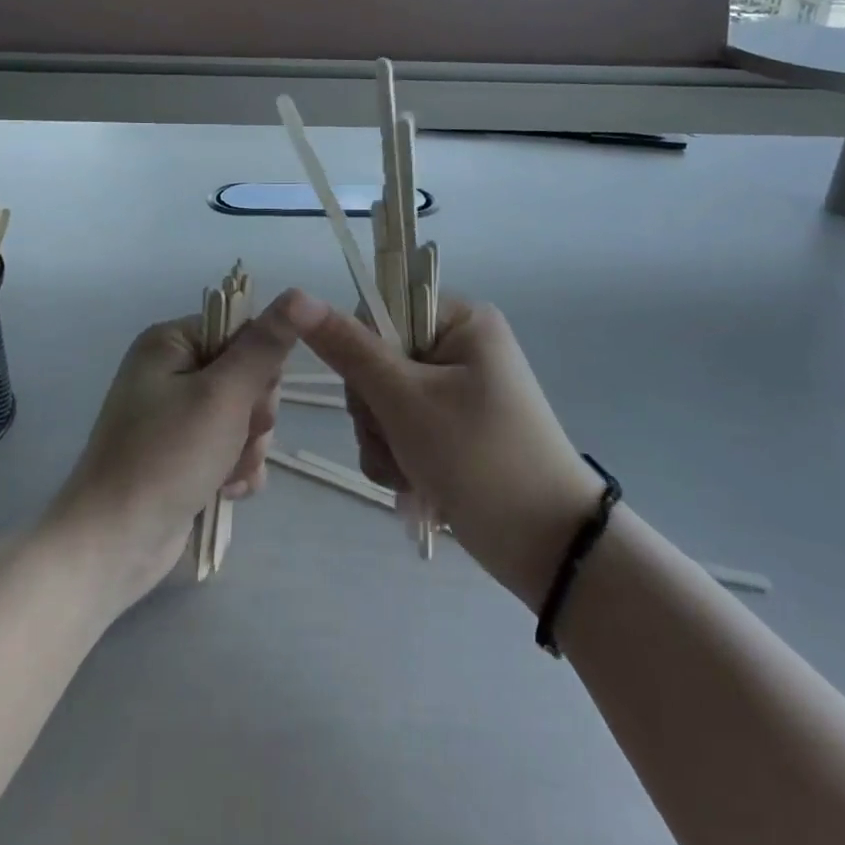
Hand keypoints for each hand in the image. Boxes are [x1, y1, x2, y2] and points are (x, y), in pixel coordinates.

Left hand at [46, 292, 303, 607]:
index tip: (254, 397)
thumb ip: (266, 345)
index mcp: (171, 342)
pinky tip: (227, 491)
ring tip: (227, 473)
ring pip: (244, 416)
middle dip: (254, 415)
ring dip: (248, 448)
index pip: (242, 331)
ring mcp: (176, 416)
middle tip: (237, 438)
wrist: (113, 545)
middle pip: (247, 376)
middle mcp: (171, 371)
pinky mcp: (183, 455)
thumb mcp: (224, 394)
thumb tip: (303, 294)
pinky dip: (236, 469)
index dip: (260, 365)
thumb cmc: (167, 457)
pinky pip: (230, 448)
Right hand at [283, 292, 601, 610]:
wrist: (548, 547)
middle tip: (395, 440)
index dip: (362, 350)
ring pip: (385, 401)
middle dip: (374, 410)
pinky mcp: (454, 430)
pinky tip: (410, 485)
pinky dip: (397, 457)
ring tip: (407, 472)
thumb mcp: (406, 400)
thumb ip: (349, 349)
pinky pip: (403, 430)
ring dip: (382, 440)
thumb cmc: (479, 457)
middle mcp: (460, 348)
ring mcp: (458, 391)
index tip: (371, 391)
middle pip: (378, 359)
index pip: (382, 310)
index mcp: (461, 321)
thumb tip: (297, 297)